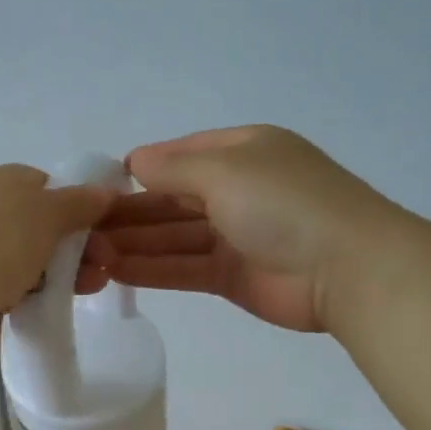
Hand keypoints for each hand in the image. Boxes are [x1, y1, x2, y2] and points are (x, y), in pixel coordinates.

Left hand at [0, 165, 116, 376]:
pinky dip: (35, 296)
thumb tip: (105, 191)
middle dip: (76, 244)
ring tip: (92, 289)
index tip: (103, 228)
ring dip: (63, 273)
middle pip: (38, 224)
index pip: (42, 184)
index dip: (75, 203)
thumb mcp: (46, 213)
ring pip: (27, 260)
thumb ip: (79, 202)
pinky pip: (11, 289)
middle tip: (105, 265)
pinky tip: (53, 306)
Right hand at [83, 126, 382, 332]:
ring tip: (88, 253)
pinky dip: (152, 269)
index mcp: (243, 152)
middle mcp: (237, 190)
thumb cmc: (284, 203)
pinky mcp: (233, 276)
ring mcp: (235, 236)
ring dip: (134, 243)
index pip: (181, 156)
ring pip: (174, 236)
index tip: (98, 186)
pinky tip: (115, 272)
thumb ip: (173, 169)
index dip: (141, 169)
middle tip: (82, 228)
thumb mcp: (225, 169)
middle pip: (173, 200)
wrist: (348, 269)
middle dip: (130, 213)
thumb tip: (132, 161)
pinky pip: (183, 268)